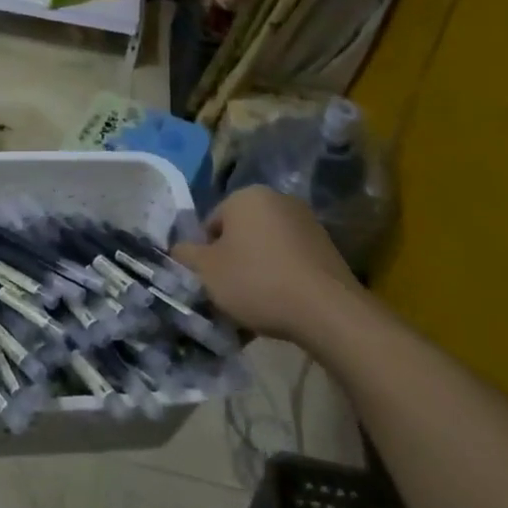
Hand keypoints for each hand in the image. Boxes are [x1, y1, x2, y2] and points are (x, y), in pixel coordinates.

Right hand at [171, 186, 360, 350]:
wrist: (327, 311)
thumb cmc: (256, 281)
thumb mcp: (206, 270)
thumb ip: (185, 254)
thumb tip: (180, 248)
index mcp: (246, 196)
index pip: (211, 223)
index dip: (204, 255)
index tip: (209, 282)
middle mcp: (278, 200)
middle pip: (239, 234)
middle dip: (231, 262)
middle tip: (228, 294)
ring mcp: (307, 223)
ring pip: (265, 250)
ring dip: (255, 273)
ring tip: (253, 308)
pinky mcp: (327, 249)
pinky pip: (289, 262)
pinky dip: (280, 279)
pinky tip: (279, 307)